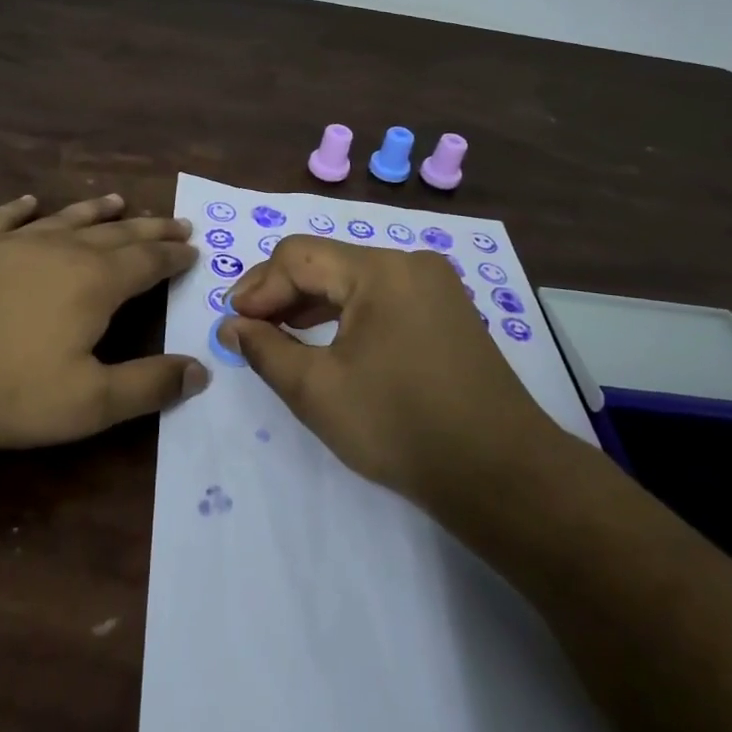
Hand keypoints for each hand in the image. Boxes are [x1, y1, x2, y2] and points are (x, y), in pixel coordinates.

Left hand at [0, 193, 205, 450]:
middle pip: (116, 233)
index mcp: (94, 282)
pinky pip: (4, 219)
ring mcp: (10, 243)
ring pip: (66, 219)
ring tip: (118, 200)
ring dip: (97, 211)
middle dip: (149, 228)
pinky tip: (30, 203)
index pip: (148, 261)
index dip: (174, 256)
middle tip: (175, 221)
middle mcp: (59, 250)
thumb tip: (200, 370)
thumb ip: (148, 385)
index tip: (193, 249)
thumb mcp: (87, 402)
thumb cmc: (2, 390)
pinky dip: (22, 209)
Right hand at [217, 236, 558, 503]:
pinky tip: (327, 341)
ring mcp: (434, 286)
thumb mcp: (317, 391)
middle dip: (281, 293)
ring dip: (312, 303)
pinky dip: (347, 314)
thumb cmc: (399, 426)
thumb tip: (231, 325)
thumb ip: (265, 350)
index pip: (298, 256)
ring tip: (278, 335)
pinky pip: (382, 297)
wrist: (500, 474)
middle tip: (248, 329)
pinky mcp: (447, 311)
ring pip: (354, 279)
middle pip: (327, 262)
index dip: (258, 287)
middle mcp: (409, 262)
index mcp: (380, 269)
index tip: (232, 323)